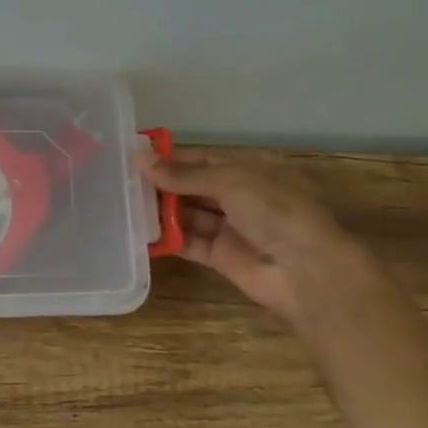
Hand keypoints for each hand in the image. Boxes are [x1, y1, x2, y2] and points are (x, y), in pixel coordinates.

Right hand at [142, 150, 385, 331]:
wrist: (305, 269)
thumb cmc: (274, 210)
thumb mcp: (230, 181)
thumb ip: (184, 174)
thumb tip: (140, 159)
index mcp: (249, 169)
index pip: (202, 159)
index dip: (171, 158)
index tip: (135, 158)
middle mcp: (239, 196)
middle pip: (193, 186)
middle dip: (163, 185)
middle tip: (122, 183)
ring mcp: (231, 227)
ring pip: (189, 214)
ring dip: (162, 211)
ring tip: (125, 205)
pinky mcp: (221, 256)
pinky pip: (189, 243)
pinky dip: (168, 238)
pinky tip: (140, 233)